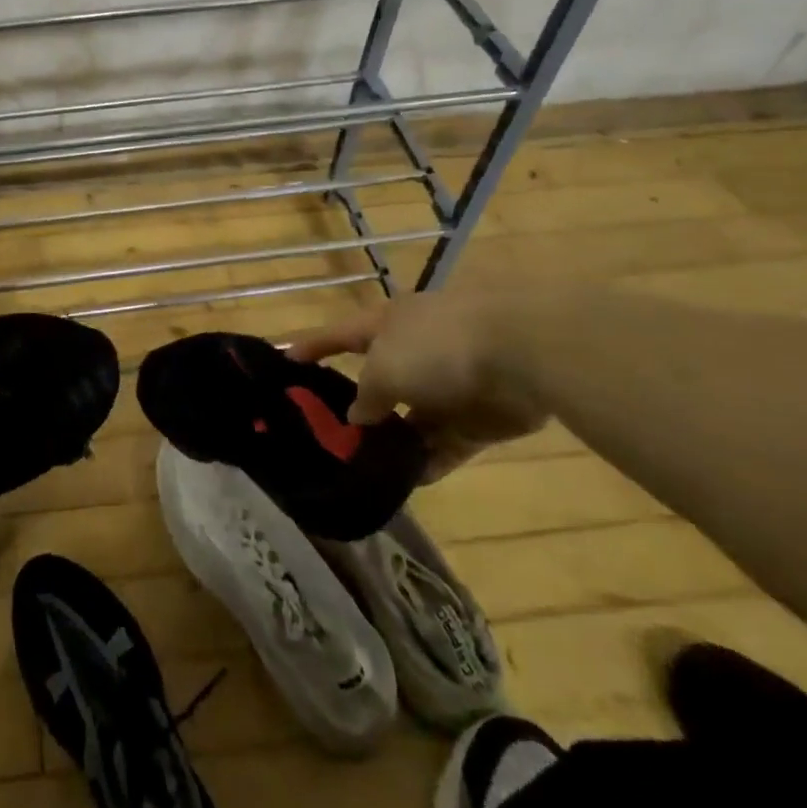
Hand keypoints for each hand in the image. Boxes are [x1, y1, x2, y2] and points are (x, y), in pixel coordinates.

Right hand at [286, 291, 544, 481]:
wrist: (521, 354)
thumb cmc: (436, 347)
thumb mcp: (383, 369)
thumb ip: (366, 396)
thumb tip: (359, 416)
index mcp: (386, 325)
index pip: (338, 335)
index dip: (311, 347)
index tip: (284, 362)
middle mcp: (413, 351)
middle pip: (376, 380)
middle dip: (355, 407)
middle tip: (326, 436)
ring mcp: (448, 385)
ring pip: (411, 417)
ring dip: (392, 441)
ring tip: (362, 468)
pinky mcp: (478, 418)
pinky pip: (444, 443)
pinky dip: (427, 460)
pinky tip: (404, 482)